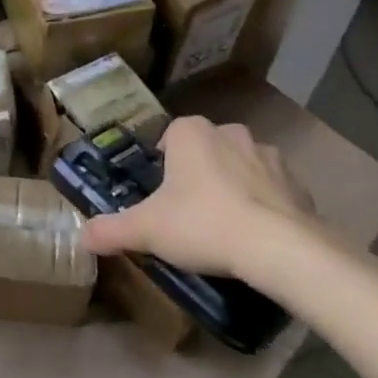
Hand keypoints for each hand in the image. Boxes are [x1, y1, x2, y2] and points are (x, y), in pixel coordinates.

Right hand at [81, 115, 315, 277]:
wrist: (277, 246)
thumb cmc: (202, 224)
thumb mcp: (148, 229)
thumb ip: (112, 229)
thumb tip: (81, 235)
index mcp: (190, 132)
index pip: (169, 138)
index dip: (163, 165)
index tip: (162, 196)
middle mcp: (228, 132)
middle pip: (205, 150)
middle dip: (199, 174)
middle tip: (190, 213)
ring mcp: (267, 154)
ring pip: (241, 166)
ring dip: (234, 187)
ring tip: (226, 227)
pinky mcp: (296, 182)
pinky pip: (273, 189)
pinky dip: (265, 205)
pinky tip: (258, 236)